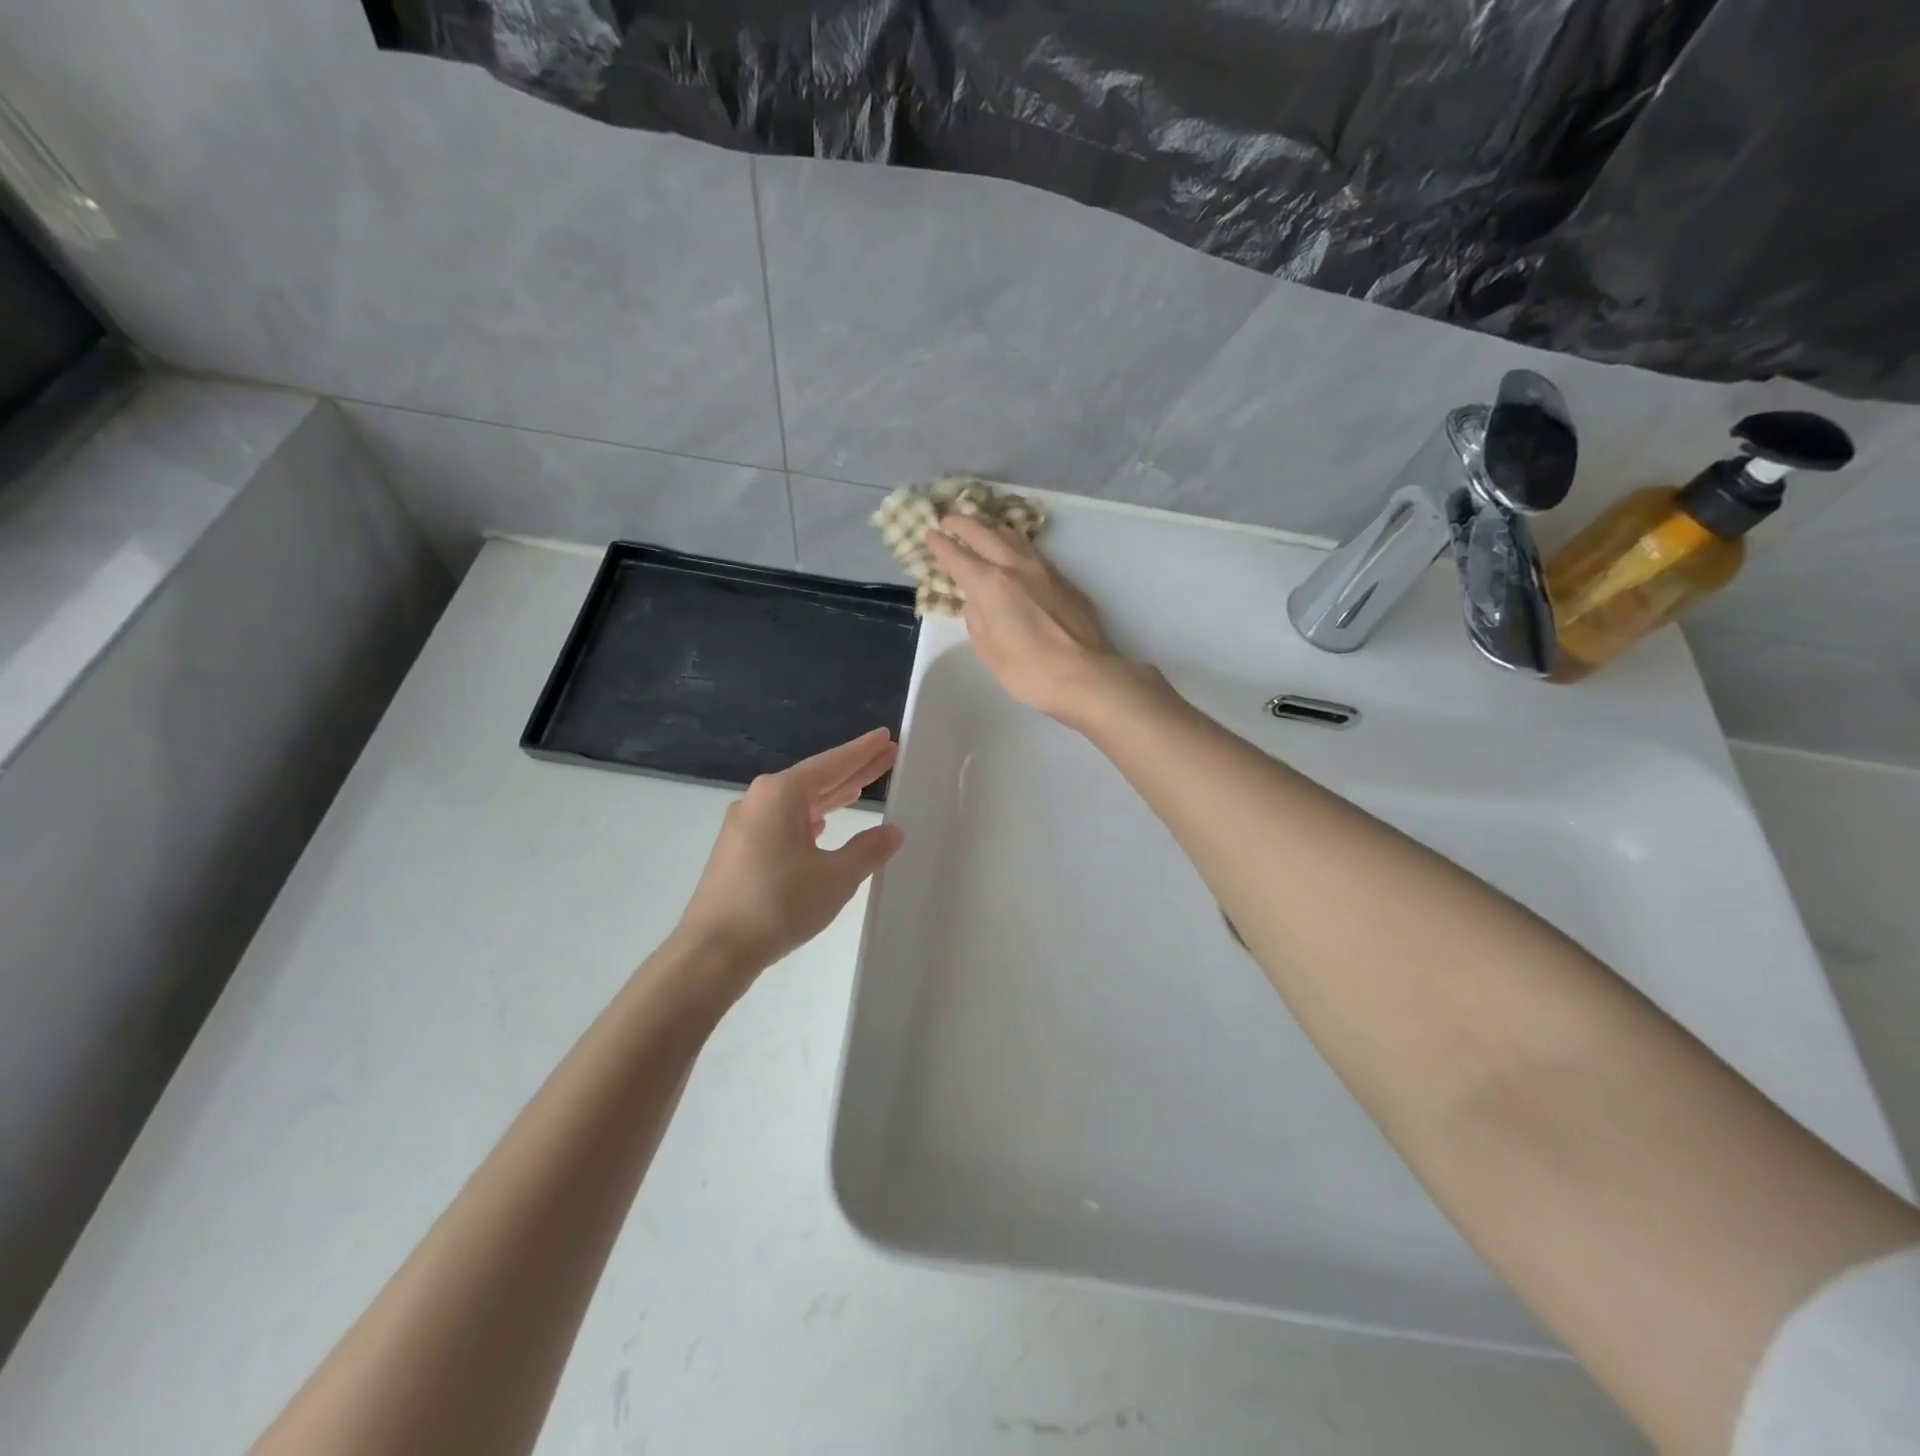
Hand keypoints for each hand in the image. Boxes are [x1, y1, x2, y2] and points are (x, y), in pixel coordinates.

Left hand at [669, 729, 904, 994]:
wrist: (712, 950)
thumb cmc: (778, 904)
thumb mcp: (836, 877)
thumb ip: (868, 850)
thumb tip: (892, 831)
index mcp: (781, 793)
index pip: (832, 764)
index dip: (862, 752)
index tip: (885, 736)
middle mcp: (760, 799)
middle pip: (816, 779)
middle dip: (852, 771)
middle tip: (887, 758)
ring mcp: (744, 824)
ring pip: (798, 802)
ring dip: (830, 797)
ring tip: (860, 790)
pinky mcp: (738, 850)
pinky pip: (782, 822)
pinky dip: (808, 819)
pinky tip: (821, 827)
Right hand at [926, 514, 1142, 726]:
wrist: (1087, 675)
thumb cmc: (1030, 671)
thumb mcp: (990, 651)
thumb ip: (977, 620)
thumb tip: (975, 602)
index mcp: (991, 585)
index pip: (958, 557)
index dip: (940, 545)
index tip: (929, 534)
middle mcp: (1016, 567)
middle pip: (984, 534)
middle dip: (962, 523)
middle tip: (948, 518)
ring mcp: (1044, 569)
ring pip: (1012, 536)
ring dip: (991, 528)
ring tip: (980, 526)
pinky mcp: (1064, 579)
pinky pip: (1032, 551)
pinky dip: (1014, 543)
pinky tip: (1013, 550)